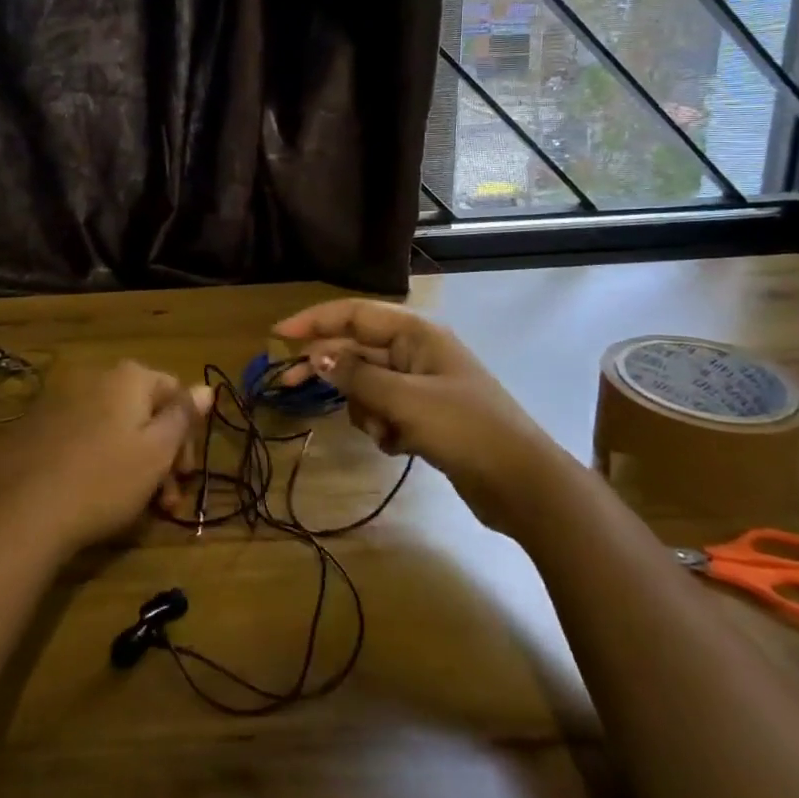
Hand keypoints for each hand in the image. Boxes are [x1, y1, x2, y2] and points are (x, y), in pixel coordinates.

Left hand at [0, 360, 211, 558]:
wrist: (21, 513)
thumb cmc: (104, 480)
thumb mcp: (157, 452)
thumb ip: (184, 416)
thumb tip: (206, 387)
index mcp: (128, 377)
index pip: (174, 392)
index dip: (187, 434)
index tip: (185, 476)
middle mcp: (94, 377)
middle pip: (142, 410)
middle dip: (160, 453)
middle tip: (165, 500)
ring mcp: (59, 401)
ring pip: (112, 427)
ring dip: (131, 460)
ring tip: (133, 507)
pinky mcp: (34, 428)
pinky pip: (80, 437)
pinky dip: (96, 459)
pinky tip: (93, 494)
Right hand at [272, 299, 553, 533]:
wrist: (521, 483)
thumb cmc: (464, 428)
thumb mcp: (405, 399)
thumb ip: (357, 376)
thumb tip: (316, 356)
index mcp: (416, 333)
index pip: (354, 314)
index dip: (314, 321)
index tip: (278, 336)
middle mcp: (416, 352)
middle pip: (356, 350)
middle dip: (329, 369)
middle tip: (289, 384)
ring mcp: (421, 384)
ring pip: (368, 385)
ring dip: (365, 408)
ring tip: (385, 430)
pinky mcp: (424, 415)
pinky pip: (384, 411)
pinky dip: (383, 427)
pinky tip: (400, 446)